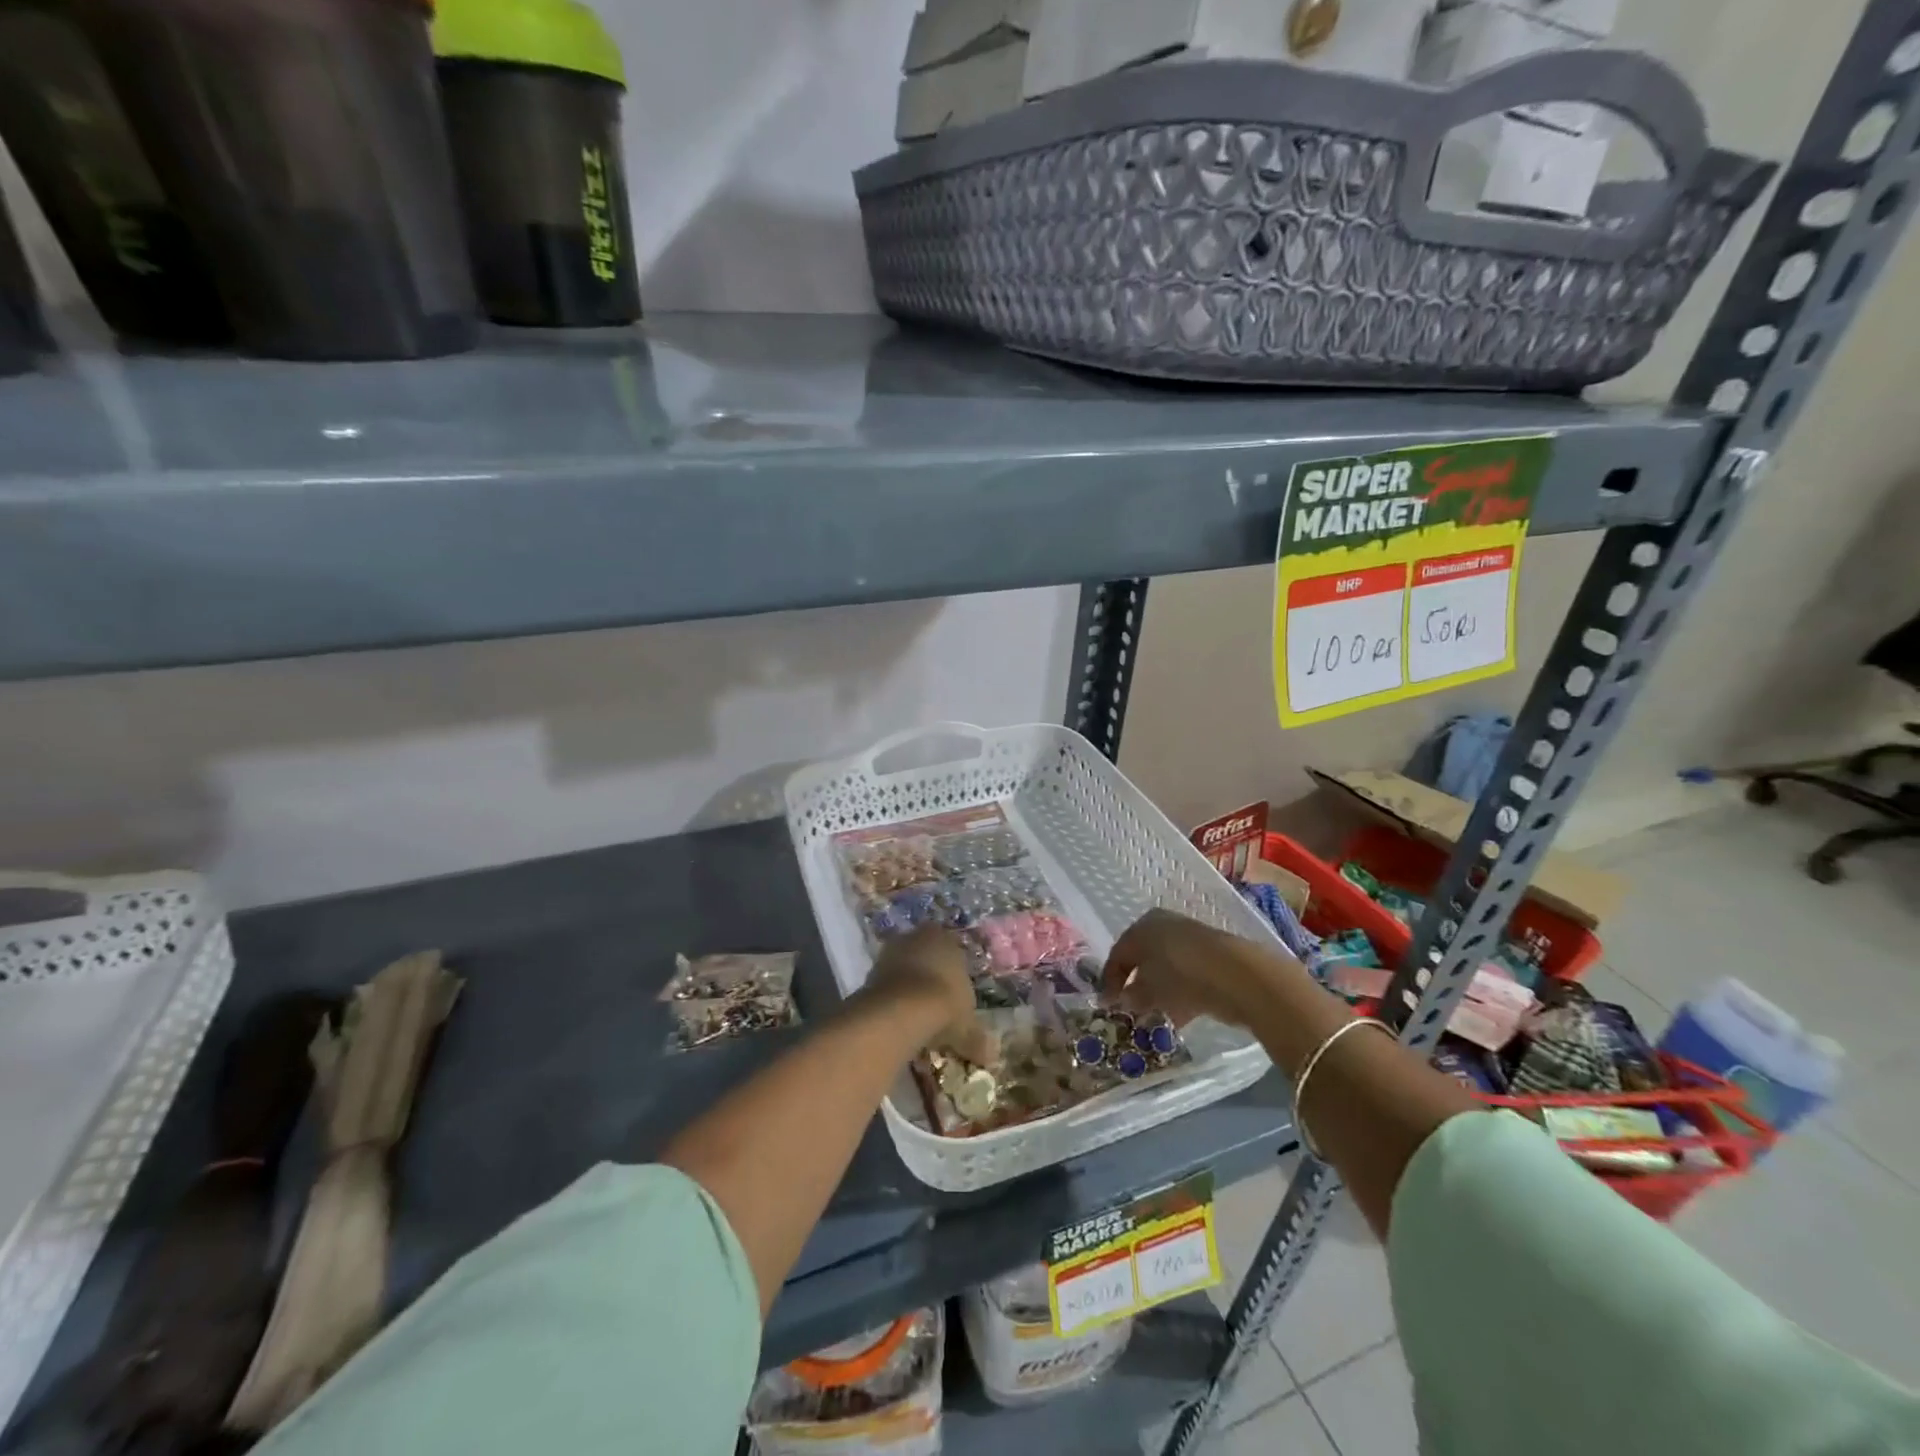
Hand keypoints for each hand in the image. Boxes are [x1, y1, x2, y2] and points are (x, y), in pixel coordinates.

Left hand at [864, 927, 994, 1063]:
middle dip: (929, 976)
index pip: (952, 950)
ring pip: (903, 967)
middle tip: (935, 1005)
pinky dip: (892, 998)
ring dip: (907, 986)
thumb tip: (990, 1056)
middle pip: (925, 955)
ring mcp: (891, 951)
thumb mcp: (967, 1027)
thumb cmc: (945, 1005)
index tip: (954, 996)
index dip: (953, 974)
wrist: (903, 1009)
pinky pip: (886, 983)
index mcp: (946, 938)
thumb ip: (976, 1039)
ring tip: (915, 1016)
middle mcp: (918, 937)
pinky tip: (897, 1018)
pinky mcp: (870, 970)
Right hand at [1100, 908, 1302, 1028]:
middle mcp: (1163, 926)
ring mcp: (1190, 940)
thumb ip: (1131, 996)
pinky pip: (1186, 977)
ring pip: (1165, 969)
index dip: (1109, 981)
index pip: (1118, 953)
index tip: (1106, 1005)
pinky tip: (1178, 1017)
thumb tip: (1122, 1000)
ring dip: (1157, 993)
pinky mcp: (1212, 957)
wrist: (1236, 974)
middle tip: (1129, 1010)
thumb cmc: (1179, 975)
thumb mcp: (1147, 989)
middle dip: (1134, 985)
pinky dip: (1179, 995)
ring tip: (1153, 1019)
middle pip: (1142, 959)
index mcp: (1141, 926)